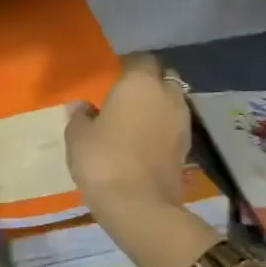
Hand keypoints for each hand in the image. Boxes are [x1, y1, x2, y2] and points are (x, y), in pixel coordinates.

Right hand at [65, 54, 191, 221]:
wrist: (139, 207)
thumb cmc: (103, 160)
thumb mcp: (77, 136)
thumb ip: (80, 116)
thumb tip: (83, 107)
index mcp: (140, 83)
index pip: (141, 60)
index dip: (127, 66)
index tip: (111, 78)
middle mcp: (167, 96)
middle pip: (164, 78)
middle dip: (149, 83)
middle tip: (125, 97)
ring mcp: (182, 123)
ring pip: (172, 102)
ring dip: (158, 106)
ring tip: (134, 120)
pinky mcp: (187, 148)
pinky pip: (174, 126)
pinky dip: (162, 128)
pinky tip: (143, 141)